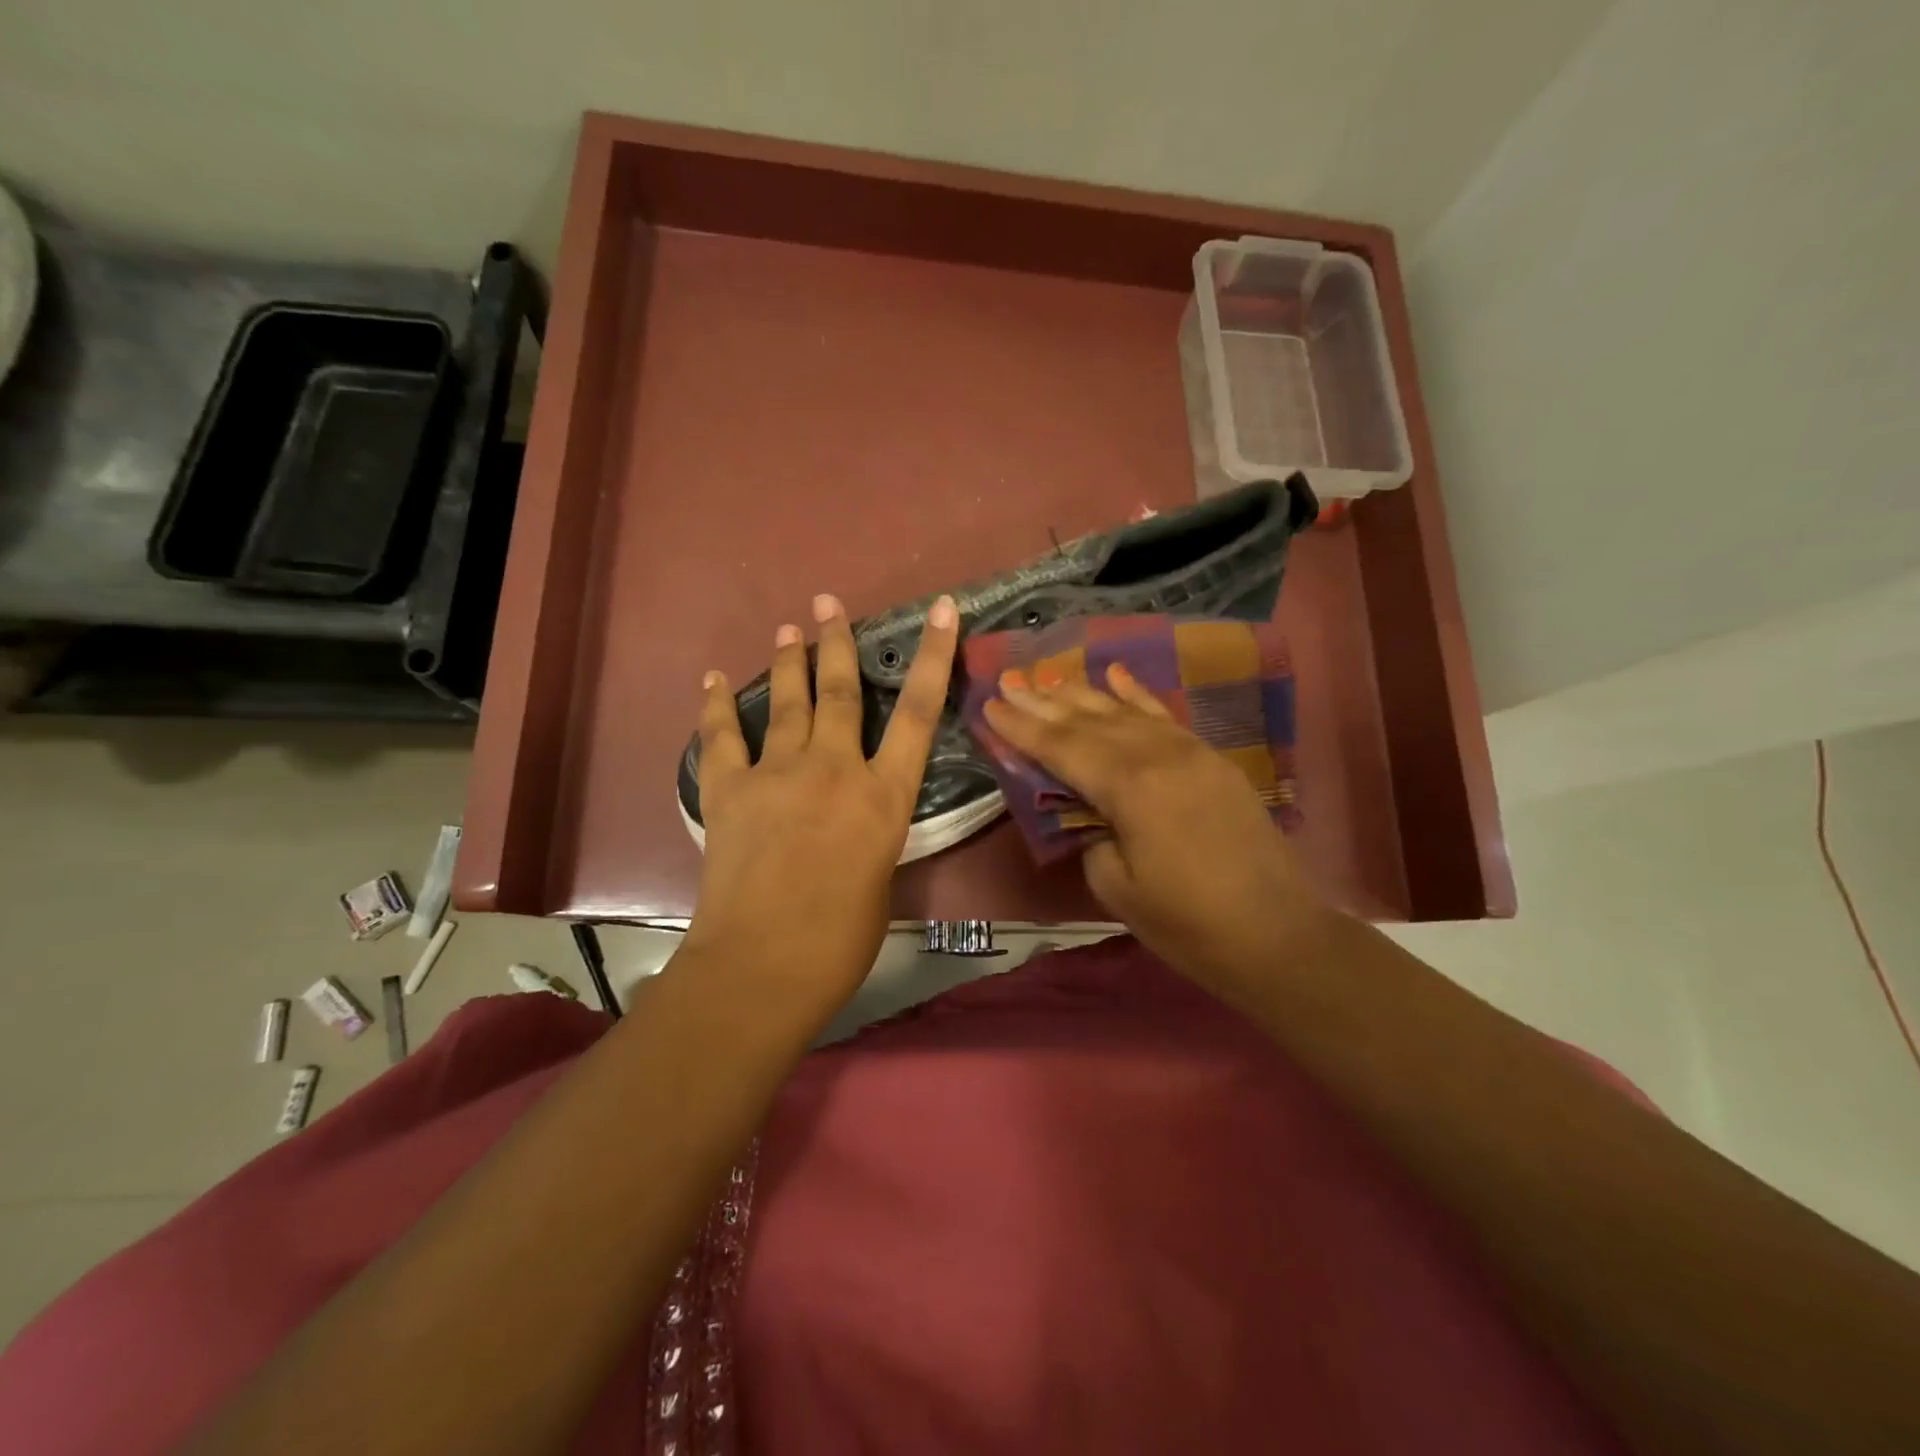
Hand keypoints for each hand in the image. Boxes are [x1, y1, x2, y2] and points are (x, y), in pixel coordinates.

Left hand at [686, 592, 958, 1010]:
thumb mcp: (880, 877)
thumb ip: (870, 833)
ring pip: (787, 701)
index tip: (944, 610)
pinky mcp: (729, 790)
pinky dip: (716, 706)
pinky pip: (722, 737)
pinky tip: (712, 680)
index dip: (935, 657)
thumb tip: (854, 820)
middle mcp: (835, 769)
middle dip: (838, 642)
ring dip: (789, 660)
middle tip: (830, 602)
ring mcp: (778, 774)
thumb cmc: (840, 940)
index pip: (921, 714)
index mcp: (884, 797)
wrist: (763, 966)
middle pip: (841, 691)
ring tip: (790, 626)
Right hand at [983, 663, 1328, 999]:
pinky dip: (1136, 694)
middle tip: (1008, 682)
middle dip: (1044, 702)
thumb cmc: (1188, 923)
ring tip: (1047, 678)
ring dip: (1082, 694)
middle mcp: (1157, 755)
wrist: (1278, 934)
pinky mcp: (1210, 759)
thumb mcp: (1117, 888)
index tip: (989, 705)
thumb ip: (1090, 836)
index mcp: (1129, 787)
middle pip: (1089, 721)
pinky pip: (1164, 715)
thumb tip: (1084, 809)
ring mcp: (1189, 751)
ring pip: (1124, 711)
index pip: (1061, 747)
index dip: (1022, 728)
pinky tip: (1116, 675)